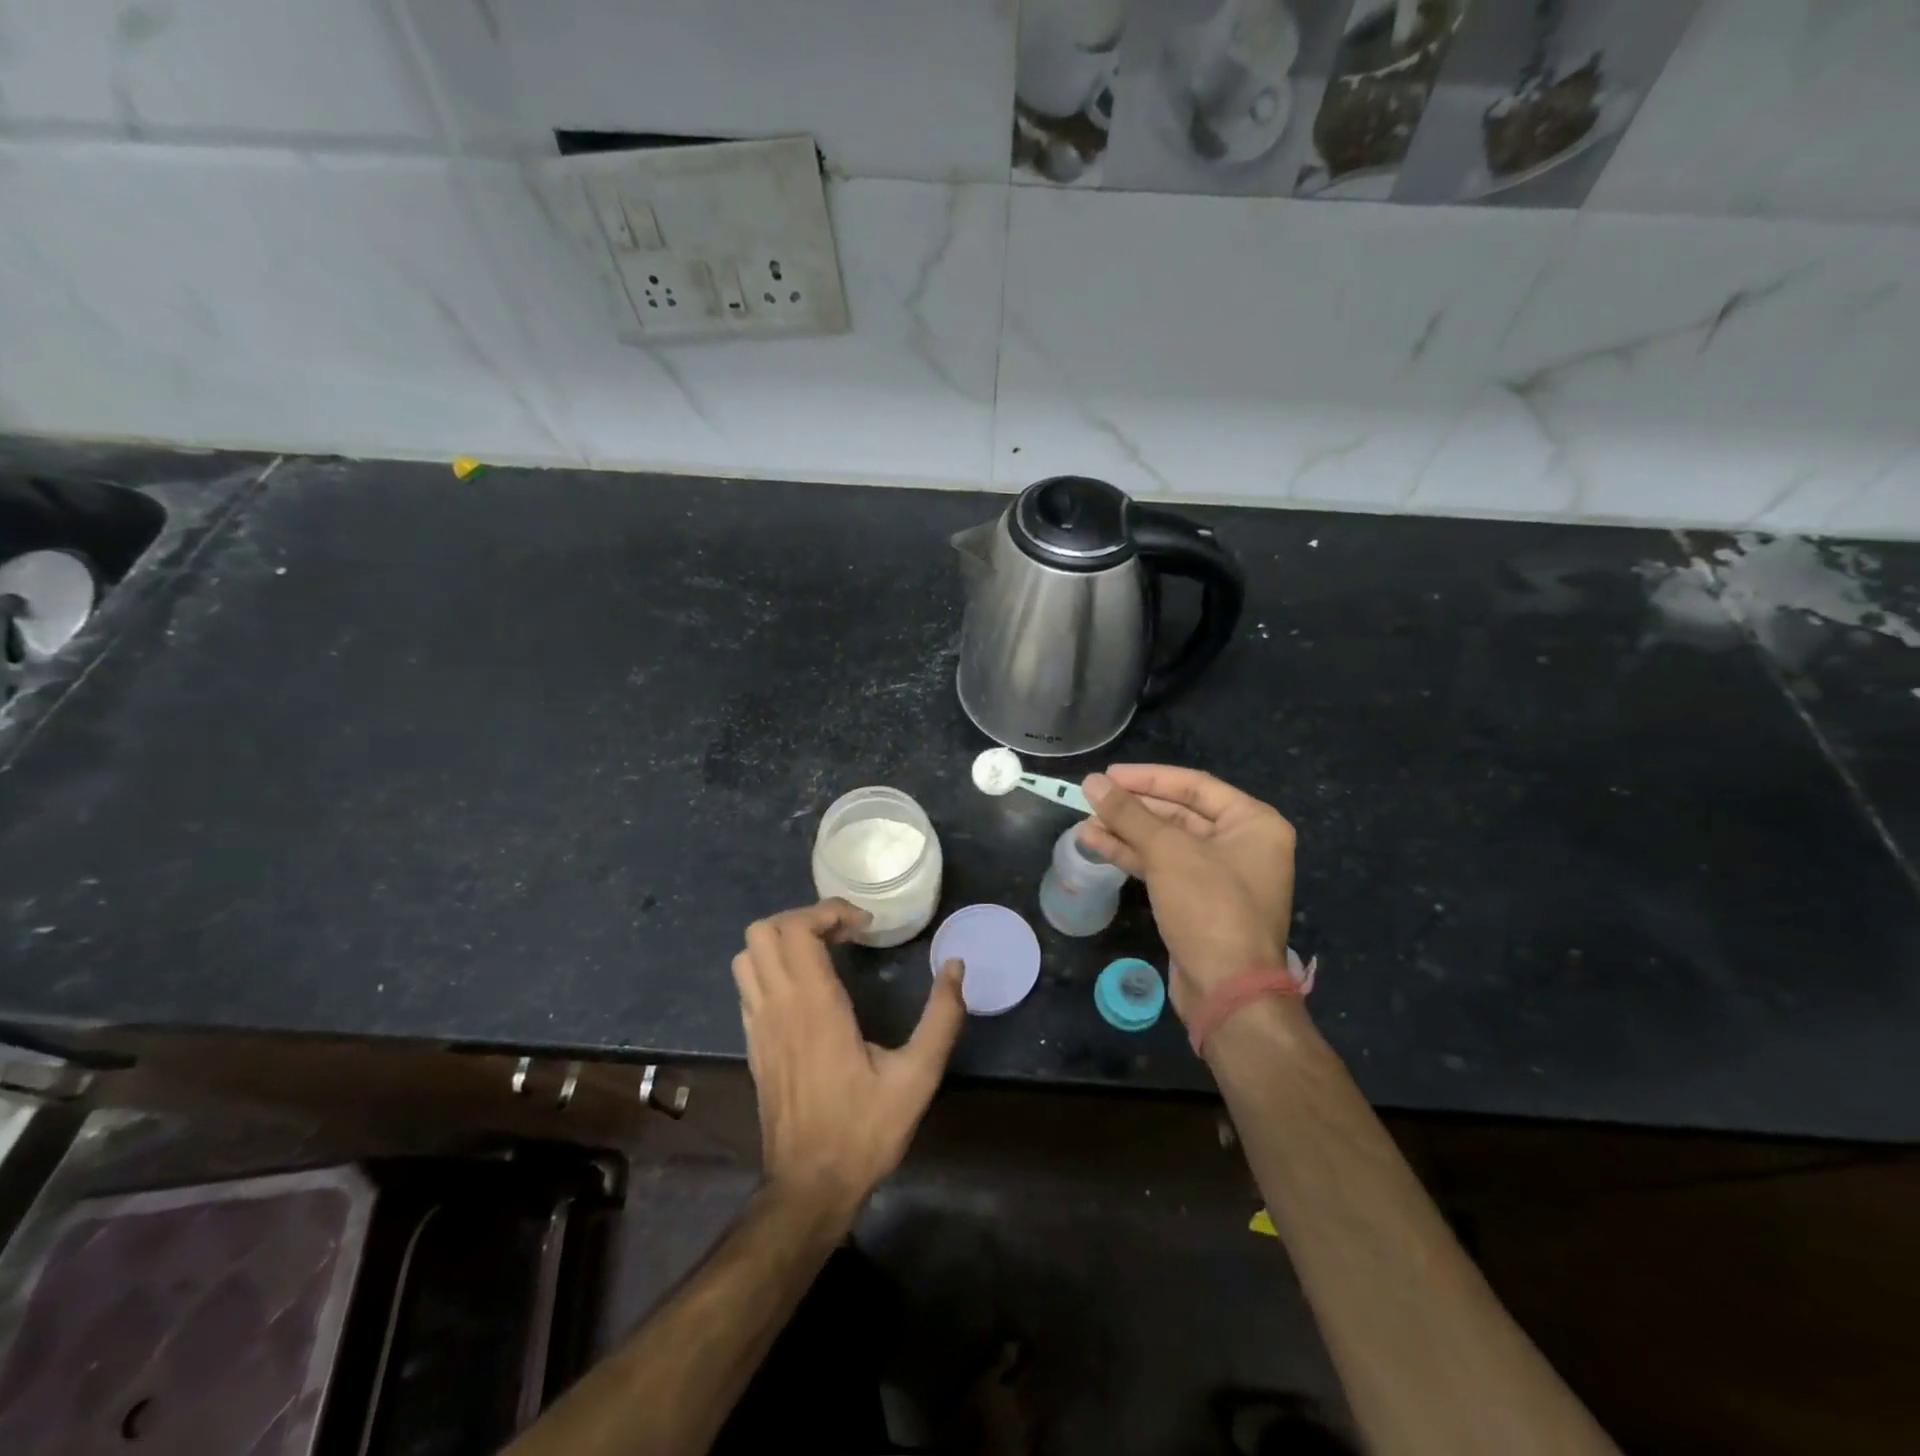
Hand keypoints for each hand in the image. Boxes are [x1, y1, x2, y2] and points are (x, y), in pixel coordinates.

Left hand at [732, 900, 965, 1226]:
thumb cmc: (864, 1131)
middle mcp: (778, 1006)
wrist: (808, 1188)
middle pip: (764, 931)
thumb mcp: (917, 1077)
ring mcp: (758, 1025)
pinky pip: (747, 985)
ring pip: (748, 955)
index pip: (798, 929)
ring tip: (823, 952)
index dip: (829, 912)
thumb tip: (955, 967)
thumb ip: (941, 1018)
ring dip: (782, 941)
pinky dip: (771, 967)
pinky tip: (805, 987)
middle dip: (804, 918)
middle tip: (843, 933)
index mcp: (815, 1006)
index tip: (865, 925)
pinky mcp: (753, 1044)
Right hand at [1078, 766, 1296, 1021]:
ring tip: (1084, 823)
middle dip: (1133, 808)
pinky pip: (1164, 867)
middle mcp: (1242, 844)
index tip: (1108, 775)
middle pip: (1179, 813)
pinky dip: (1132, 856)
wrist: (1228, 991)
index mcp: (1253, 823)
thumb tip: (1092, 781)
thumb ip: (1129, 814)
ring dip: (1126, 832)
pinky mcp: (1199, 902)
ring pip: (1166, 842)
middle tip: (1091, 798)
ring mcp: (1221, 876)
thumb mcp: (1168, 852)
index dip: (1148, 778)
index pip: (1194, 785)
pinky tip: (1096, 845)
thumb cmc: (1209, 907)